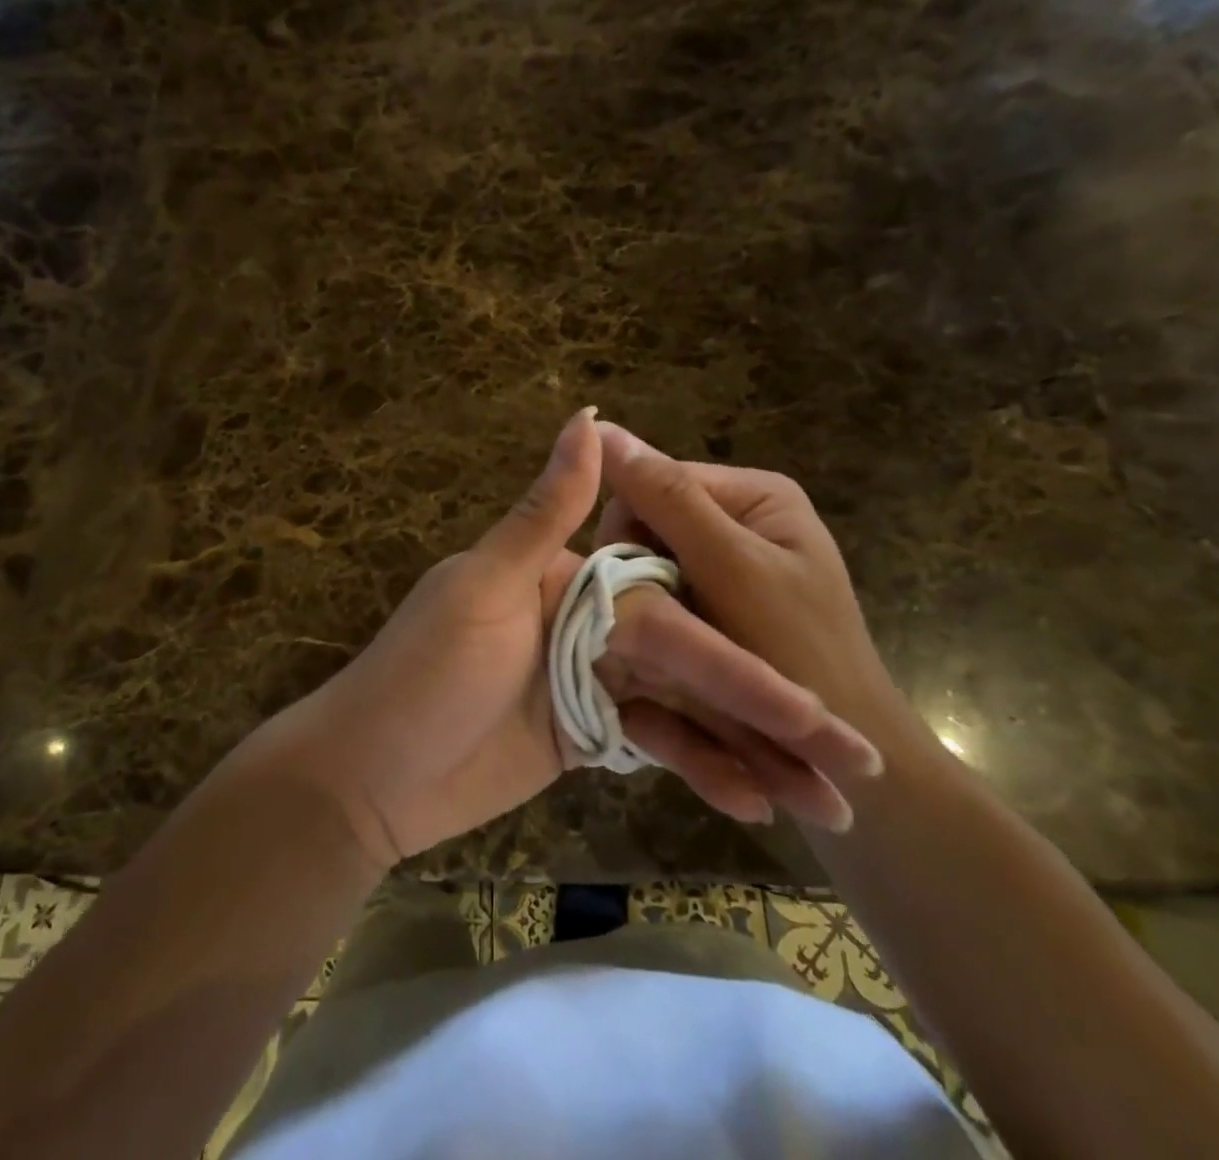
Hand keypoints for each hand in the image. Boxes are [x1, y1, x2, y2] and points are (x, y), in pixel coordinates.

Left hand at [258, 409, 883, 868]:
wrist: (364, 776)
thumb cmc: (421, 675)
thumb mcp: (484, 587)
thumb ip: (546, 511)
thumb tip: (591, 415)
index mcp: (573, 580)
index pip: (674, 616)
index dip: (743, 659)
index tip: (815, 698)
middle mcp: (590, 623)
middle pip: (692, 665)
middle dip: (768, 713)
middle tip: (855, 764)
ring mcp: (590, 683)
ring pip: (685, 710)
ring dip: (750, 752)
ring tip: (829, 803)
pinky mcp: (585, 736)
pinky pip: (655, 746)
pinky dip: (700, 771)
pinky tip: (757, 803)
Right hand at [594, 422, 922, 821]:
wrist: (850, 763)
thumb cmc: (798, 657)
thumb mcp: (731, 571)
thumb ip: (669, 499)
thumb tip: (600, 427)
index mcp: (756, 492)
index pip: (654, 480)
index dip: (628, 531)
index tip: (628, 591)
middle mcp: (745, 516)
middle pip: (652, 522)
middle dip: (641, 572)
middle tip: (652, 624)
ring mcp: (735, 559)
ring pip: (653, 561)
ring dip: (648, 600)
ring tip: (663, 644)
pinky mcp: (725, 599)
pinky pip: (669, 591)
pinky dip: (662, 620)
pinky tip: (671, 650)